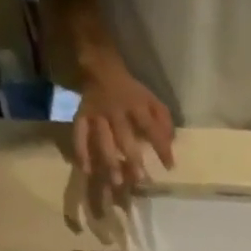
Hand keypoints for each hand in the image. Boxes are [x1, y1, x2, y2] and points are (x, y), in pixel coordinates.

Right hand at [73, 50, 175, 185]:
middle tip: (139, 179)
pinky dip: (81, 152)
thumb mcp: (152, 100)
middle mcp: (115, 110)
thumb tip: (171, 143)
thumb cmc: (132, 92)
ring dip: (110, 161)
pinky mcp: (82, 115)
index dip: (161, 147)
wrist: (101, 68)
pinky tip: (87, 170)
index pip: (150, 127)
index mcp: (136, 104)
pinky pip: (79, 134)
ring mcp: (97, 114)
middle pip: (124, 136)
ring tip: (117, 182)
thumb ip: (163, 120)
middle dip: (132, 158)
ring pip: (103, 139)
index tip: (169, 167)